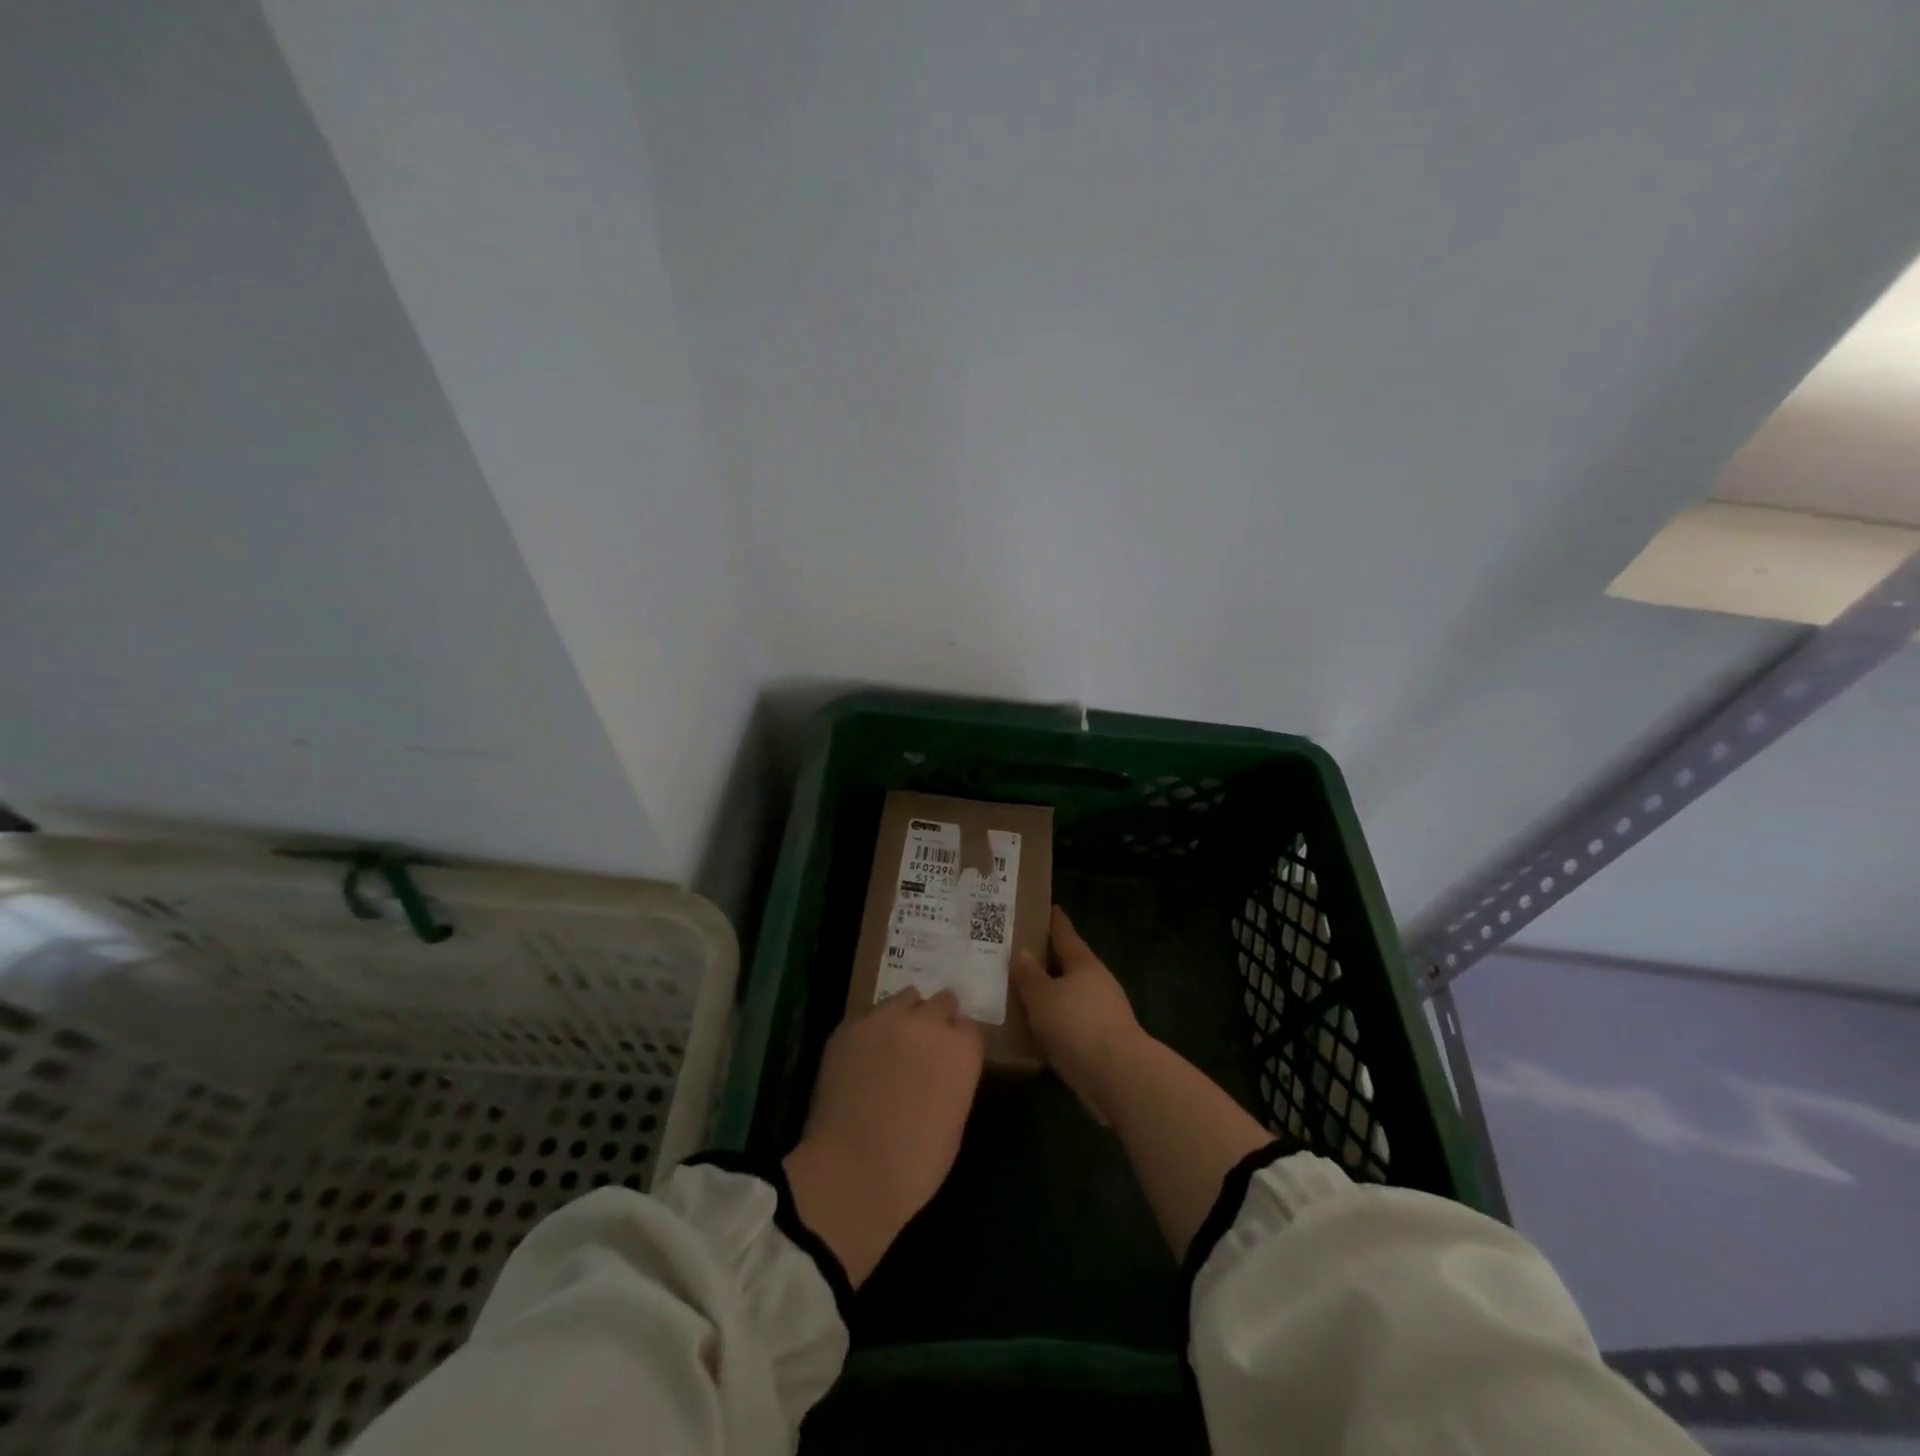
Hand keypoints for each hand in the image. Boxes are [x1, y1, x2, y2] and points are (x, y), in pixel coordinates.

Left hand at [783, 987, 982, 1284]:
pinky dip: (871, 1031)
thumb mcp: (954, 1120)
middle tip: (924, 1045)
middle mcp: (927, 1023)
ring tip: (892, 1044)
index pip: (969, 1026)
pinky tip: (862, 1057)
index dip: (959, 1041)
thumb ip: (954, 1078)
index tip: (950, 1057)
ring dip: (904, 1016)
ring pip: (903, 999)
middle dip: (936, 1019)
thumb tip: (942, 1068)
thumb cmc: (915, 1164)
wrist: (851, 1171)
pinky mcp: (850, 1026)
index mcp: (961, 1049)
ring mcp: (885, 1019)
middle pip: (941, 1002)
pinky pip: (868, 1017)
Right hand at [1011, 906, 1145, 1124]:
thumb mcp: (1042, 996)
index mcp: (1083, 963)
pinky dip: (1056, 1018)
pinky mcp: (1102, 1039)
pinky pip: (1072, 1020)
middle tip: (1017, 953)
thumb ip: (1029, 974)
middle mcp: (1097, 981)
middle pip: (1069, 963)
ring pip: (1070, 993)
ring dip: (1051, 992)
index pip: (1065, 933)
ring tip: (1021, 992)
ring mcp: (1103, 1011)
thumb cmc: (1077, 1024)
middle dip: (1046, 959)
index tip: (1044, 907)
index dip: (1053, 920)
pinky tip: (1037, 1026)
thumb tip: (1021, 951)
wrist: (1117, 1075)